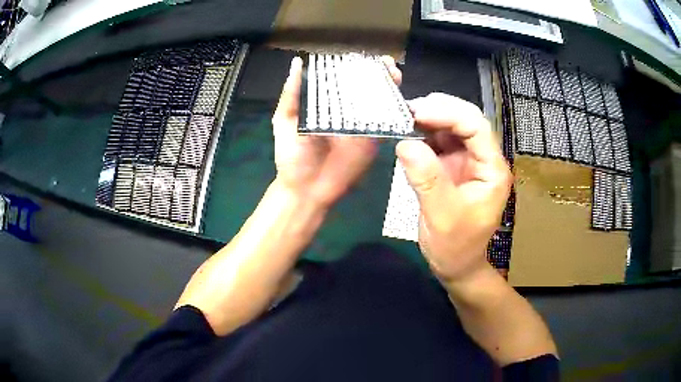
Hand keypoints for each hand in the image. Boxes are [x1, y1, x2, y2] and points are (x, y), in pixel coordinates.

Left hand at [272, 56, 402, 208]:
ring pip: (379, 101)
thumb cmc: (291, 155)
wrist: (306, 189)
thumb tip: (297, 62)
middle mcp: (346, 110)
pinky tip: (399, 100)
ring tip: (394, 75)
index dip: (355, 65)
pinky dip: (394, 111)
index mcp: (326, 102)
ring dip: (390, 87)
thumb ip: (292, 94)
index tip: (364, 56)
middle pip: (366, 86)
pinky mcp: (372, 140)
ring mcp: (361, 124)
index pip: (343, 78)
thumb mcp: (284, 120)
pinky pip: (385, 123)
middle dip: (379, 72)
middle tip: (386, 64)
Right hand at [396, 93, 511, 282]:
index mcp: (492, 170)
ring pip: (452, 127)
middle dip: (438, 111)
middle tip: (406, 111)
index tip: (416, 113)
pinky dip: (424, 134)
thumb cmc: (455, 246)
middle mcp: (484, 159)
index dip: (448, 114)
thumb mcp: (442, 216)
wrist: (456, 265)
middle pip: (466, 120)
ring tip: (403, 118)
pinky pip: (440, 141)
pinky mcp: (454, 166)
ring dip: (429, 119)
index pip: (476, 127)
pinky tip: (408, 133)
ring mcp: (469, 161)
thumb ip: (427, 180)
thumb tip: (405, 143)